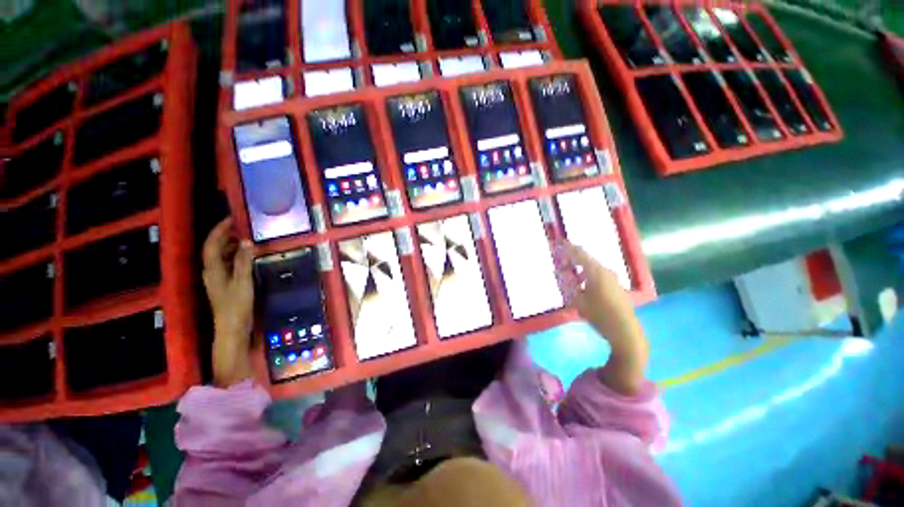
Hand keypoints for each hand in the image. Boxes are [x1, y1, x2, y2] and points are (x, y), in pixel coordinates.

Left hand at [202, 218, 254, 387]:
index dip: (220, 230)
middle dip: (225, 235)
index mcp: (213, 270)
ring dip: (231, 245)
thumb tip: (246, 242)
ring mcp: (218, 279)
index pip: (212, 244)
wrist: (232, 329)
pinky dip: (235, 256)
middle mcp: (211, 272)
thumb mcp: (242, 282)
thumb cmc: (236, 306)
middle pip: (214, 249)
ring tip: (247, 238)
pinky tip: (247, 257)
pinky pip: (228, 264)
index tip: (233, 219)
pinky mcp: (225, 285)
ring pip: (220, 256)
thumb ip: (243, 262)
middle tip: (243, 227)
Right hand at [553, 239, 648, 394]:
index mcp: (595, 271)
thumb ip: (566, 283)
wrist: (625, 331)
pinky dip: (586, 274)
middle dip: (570, 258)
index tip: (555, 242)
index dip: (566, 247)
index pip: (578, 253)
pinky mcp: (615, 286)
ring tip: (567, 274)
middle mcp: (605, 271)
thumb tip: (557, 270)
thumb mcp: (577, 300)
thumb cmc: (599, 314)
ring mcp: (612, 278)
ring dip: (578, 267)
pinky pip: (597, 274)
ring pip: (591, 267)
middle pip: (585, 258)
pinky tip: (581, 285)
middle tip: (557, 261)